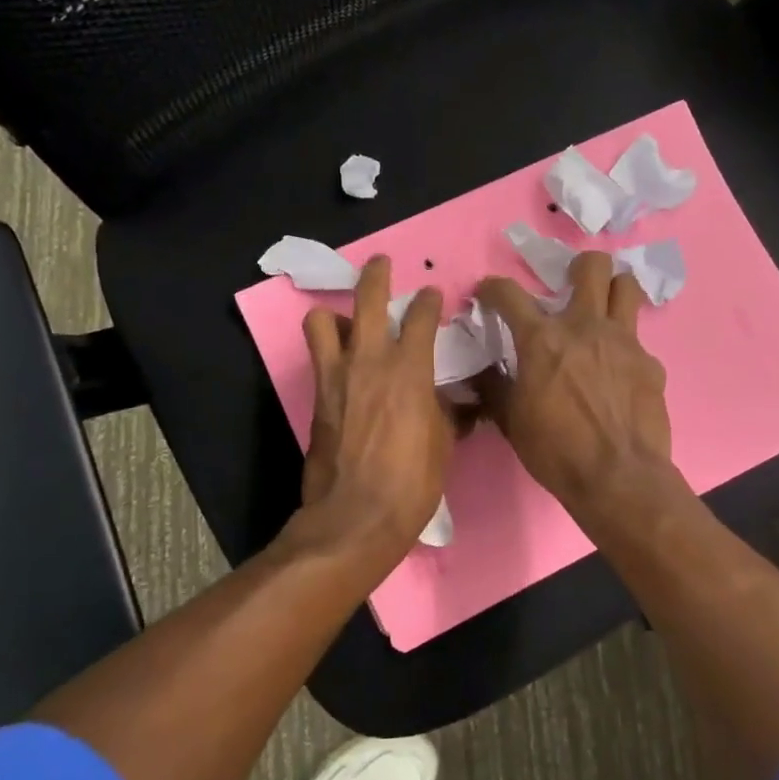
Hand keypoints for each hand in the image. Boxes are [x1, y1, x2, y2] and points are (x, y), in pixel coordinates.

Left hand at [300, 256, 449, 564]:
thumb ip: (449, 413)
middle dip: (377, 274)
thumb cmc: (412, 483)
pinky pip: (318, 356)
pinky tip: (341, 361)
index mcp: (411, 370)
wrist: (356, 515)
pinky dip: (328, 348)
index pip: (422, 317)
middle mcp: (371, 360)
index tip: (434, 295)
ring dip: (337, 314)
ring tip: (350, 322)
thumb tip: (460, 405)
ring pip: (323, 320)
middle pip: (369, 298)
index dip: (430, 301)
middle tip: (382, 264)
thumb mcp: (444, 444)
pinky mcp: (317, 396)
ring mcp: (338, 375)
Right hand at [475, 251, 682, 522]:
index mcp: (543, 339)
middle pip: (592, 265)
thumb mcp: (511, 420)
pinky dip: (625, 348)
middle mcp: (585, 327)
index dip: (493, 288)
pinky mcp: (650, 363)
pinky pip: (638, 340)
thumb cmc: (556, 451)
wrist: (618, 478)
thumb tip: (482, 372)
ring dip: (613, 289)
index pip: (509, 294)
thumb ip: (495, 387)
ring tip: (602, 310)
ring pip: (626, 287)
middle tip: (569, 285)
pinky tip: (619, 373)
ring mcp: (624, 342)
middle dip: (579, 266)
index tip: (488, 293)